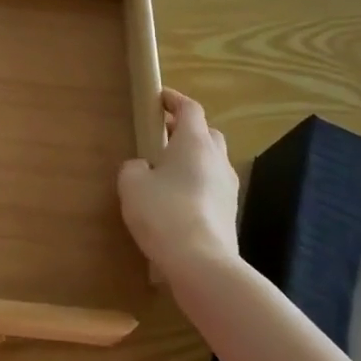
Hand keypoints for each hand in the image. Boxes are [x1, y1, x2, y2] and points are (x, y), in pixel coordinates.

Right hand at [118, 89, 239, 276]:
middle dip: (185, 130)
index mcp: (194, 143)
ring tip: (165, 171)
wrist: (202, 263)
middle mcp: (217, 160)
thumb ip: (134, 167)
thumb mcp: (132, 183)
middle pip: (207, 133)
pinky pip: (211, 187)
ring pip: (211, 161)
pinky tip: (176, 200)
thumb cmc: (164, 212)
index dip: (174, 100)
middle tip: (161, 135)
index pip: (190, 109)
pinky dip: (196, 184)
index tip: (158, 98)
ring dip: (192, 159)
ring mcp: (228, 188)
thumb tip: (143, 167)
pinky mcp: (229, 213)